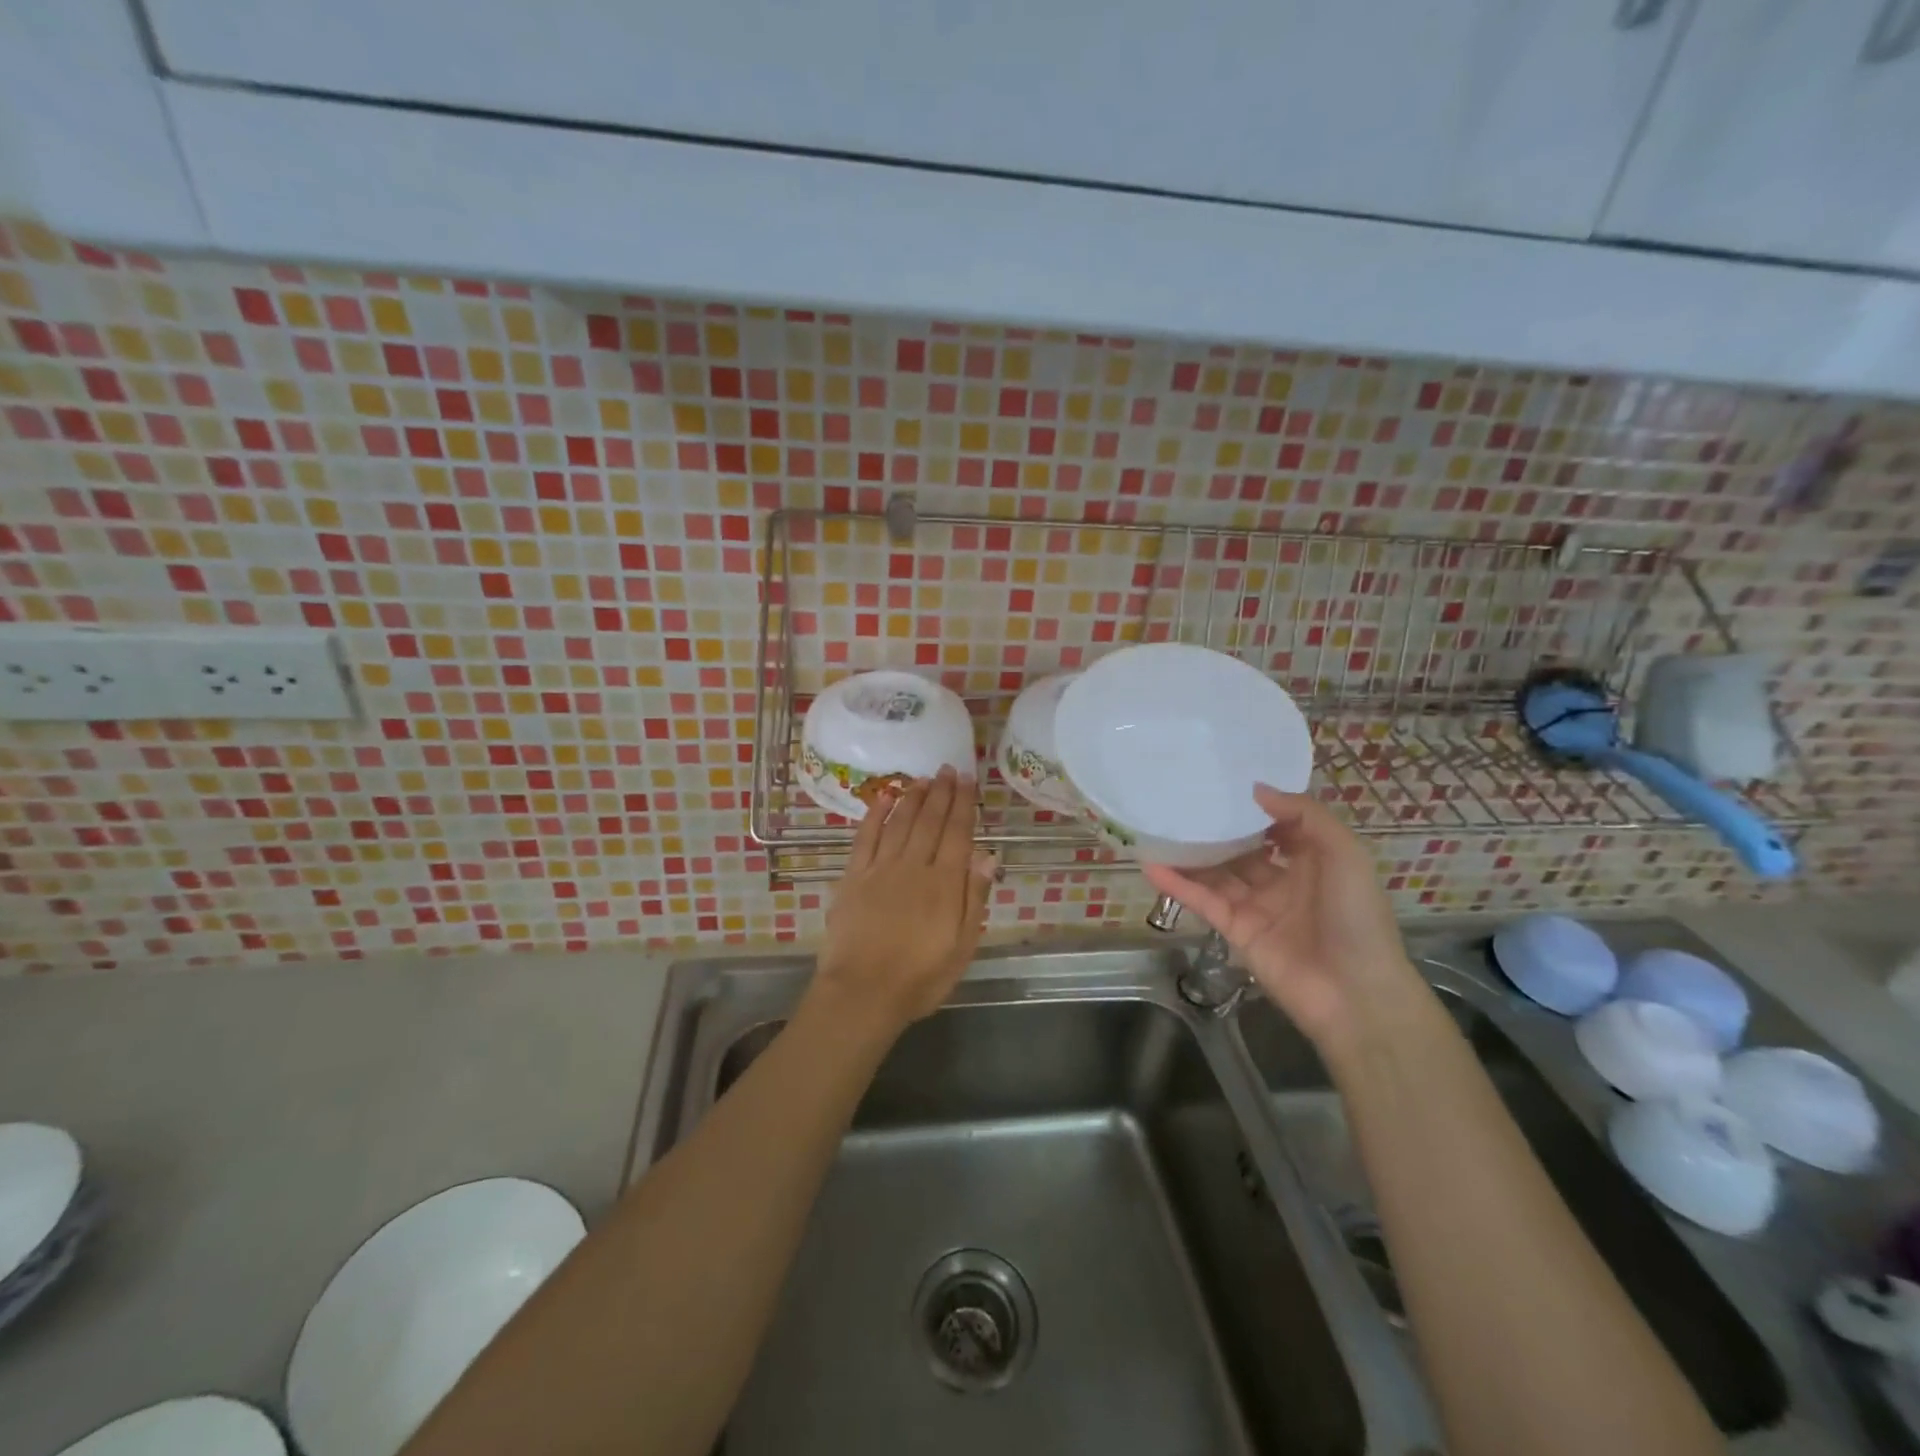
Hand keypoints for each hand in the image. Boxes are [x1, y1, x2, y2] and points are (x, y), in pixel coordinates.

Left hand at [814, 766, 995, 1032]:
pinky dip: (876, 815)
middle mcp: (914, 867)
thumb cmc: (920, 978)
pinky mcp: (854, 877)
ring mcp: (881, 869)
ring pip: (900, 823)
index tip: (968, 779)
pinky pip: (866, 837)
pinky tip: (884, 798)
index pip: (958, 833)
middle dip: (941, 792)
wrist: (862, 993)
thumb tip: (987, 855)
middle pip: (930, 821)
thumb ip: (974, 898)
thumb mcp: (962, 947)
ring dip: (913, 797)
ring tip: (923, 778)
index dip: (963, 804)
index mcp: (944, 884)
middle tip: (948, 769)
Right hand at [1143, 785, 1420, 1052]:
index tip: (1226, 784)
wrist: (1354, 994)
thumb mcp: (1345, 854)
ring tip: (1158, 827)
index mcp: (1315, 861)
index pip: (1280, 827)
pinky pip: (1203, 901)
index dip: (1257, 808)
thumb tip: (1256, 790)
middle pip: (1243, 849)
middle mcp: (1284, 881)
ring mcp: (1257, 906)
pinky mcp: (1235, 930)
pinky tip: (1151, 865)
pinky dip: (1178, 885)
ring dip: (1191, 854)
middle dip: (1218, 829)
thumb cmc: (1356, 916)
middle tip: (1183, 800)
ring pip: (1218, 873)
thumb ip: (1304, 816)